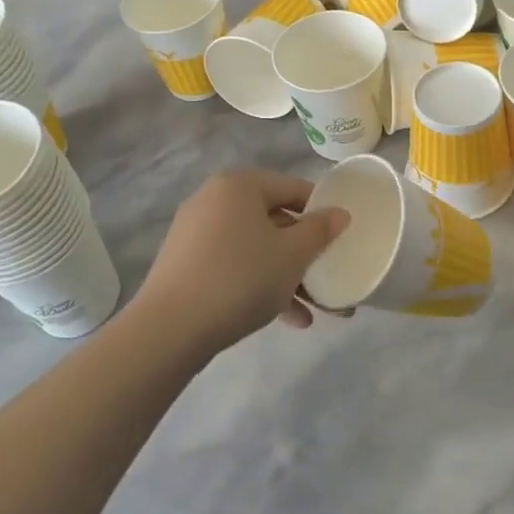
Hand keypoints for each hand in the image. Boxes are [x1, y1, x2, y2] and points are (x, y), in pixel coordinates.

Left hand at [134, 169, 350, 355]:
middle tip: (328, 278)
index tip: (341, 238)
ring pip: (255, 248)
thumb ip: (320, 231)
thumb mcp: (292, 255)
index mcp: (239, 185)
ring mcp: (195, 232)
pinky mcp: (185, 263)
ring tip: (313, 312)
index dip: (322, 212)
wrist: (171, 328)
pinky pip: (233, 265)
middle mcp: (214, 199)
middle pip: (274, 221)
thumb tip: (340, 213)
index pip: (293, 188)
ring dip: (286, 277)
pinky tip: (285, 319)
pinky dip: (258, 284)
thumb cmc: (241, 278)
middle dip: (304, 255)